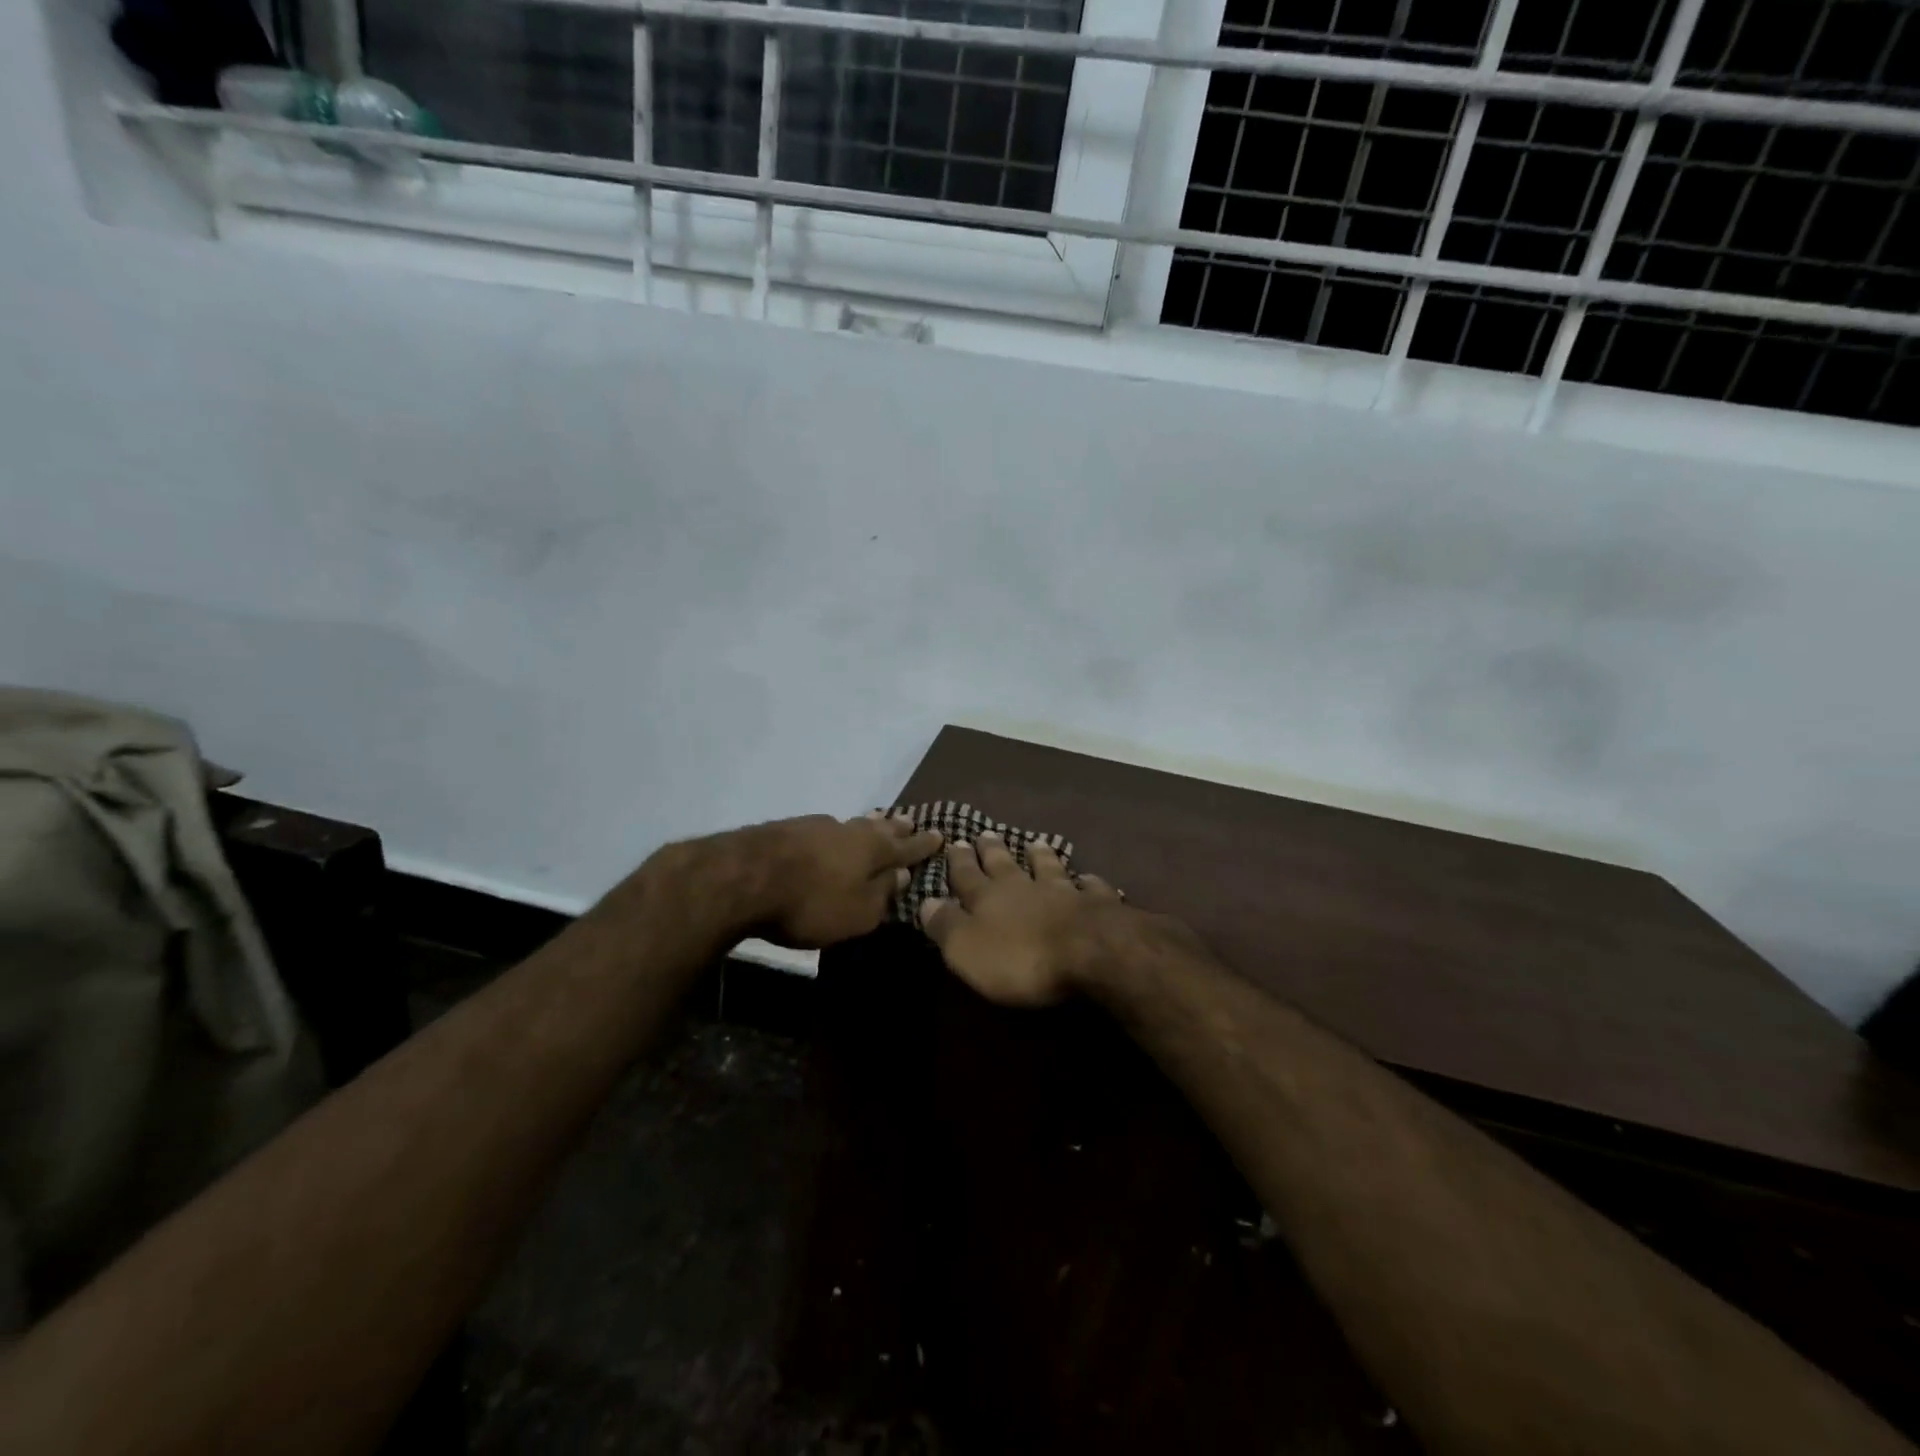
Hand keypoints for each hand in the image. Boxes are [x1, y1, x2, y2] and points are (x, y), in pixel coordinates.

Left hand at [748, 811, 943, 948]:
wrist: (743, 876)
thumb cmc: (810, 903)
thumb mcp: (857, 913)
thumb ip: (882, 894)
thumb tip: (902, 874)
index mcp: (873, 851)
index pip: (906, 848)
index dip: (923, 844)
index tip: (940, 834)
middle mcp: (849, 831)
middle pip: (879, 828)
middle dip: (897, 827)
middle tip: (910, 822)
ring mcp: (817, 826)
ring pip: (851, 824)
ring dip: (867, 825)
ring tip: (877, 821)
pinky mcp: (787, 829)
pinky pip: (825, 829)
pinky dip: (836, 833)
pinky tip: (831, 835)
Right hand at [918, 832, 1129, 1006]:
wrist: (1090, 951)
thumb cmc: (1020, 957)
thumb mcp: (967, 949)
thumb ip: (946, 925)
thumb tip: (924, 902)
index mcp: (988, 899)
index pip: (967, 876)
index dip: (959, 862)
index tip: (953, 842)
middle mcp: (1024, 888)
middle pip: (1005, 865)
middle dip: (992, 850)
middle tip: (985, 833)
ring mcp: (1063, 892)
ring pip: (1048, 868)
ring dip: (1041, 856)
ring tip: (1036, 843)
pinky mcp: (1097, 905)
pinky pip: (1091, 888)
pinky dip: (1087, 881)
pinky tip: (1088, 878)